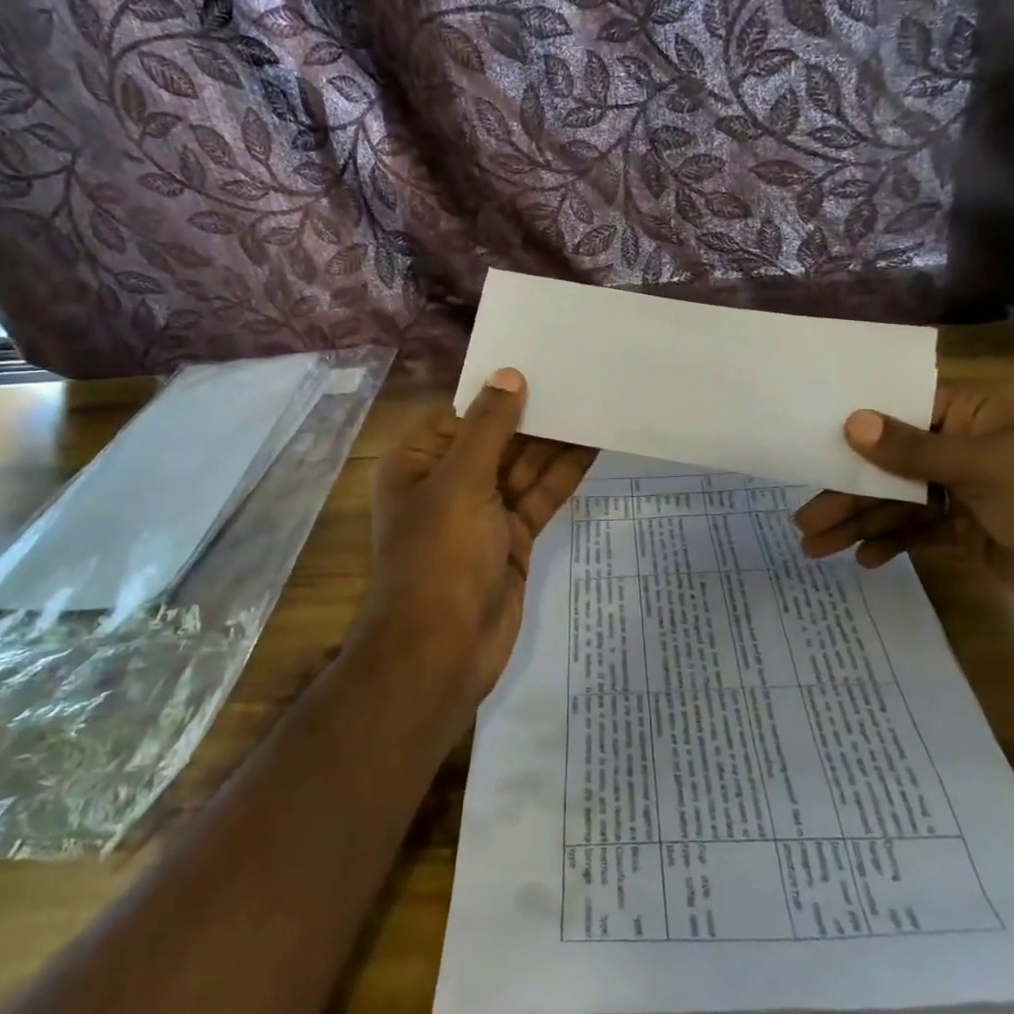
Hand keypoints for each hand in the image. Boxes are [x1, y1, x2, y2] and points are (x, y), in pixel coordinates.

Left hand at [353, 369, 595, 720]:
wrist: (442, 652)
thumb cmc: (439, 557)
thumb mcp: (460, 483)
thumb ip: (489, 428)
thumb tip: (509, 375)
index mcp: (419, 463)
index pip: (463, 414)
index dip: (500, 390)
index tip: (540, 361)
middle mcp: (448, 482)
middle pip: (496, 438)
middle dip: (534, 414)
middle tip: (579, 377)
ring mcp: (483, 512)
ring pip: (522, 467)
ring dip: (554, 441)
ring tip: (594, 402)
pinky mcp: (512, 538)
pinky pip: (539, 497)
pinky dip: (563, 474)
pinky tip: (594, 445)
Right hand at [793, 383, 1013, 642]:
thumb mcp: (984, 469)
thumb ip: (913, 449)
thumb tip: (852, 422)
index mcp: (982, 411)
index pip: (906, 407)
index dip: (858, 426)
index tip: (812, 441)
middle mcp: (971, 443)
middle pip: (894, 461)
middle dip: (849, 491)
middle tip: (804, 520)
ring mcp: (968, 488)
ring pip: (899, 499)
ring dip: (861, 522)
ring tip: (816, 547)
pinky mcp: (969, 529)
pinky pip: (918, 529)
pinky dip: (891, 542)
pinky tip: (864, 559)